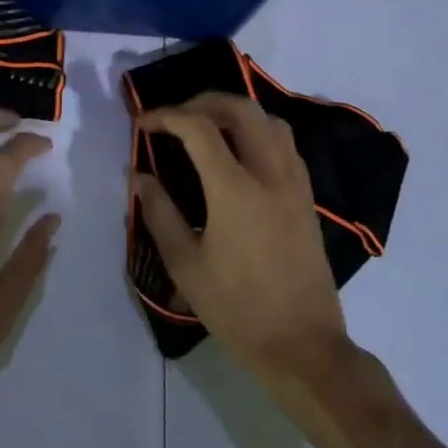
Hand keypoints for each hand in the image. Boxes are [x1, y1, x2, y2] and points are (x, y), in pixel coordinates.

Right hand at [136, 94, 351, 383]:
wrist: (303, 345)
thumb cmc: (237, 308)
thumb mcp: (186, 265)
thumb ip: (159, 213)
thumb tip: (139, 177)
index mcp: (235, 189)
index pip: (198, 128)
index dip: (166, 116)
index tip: (143, 124)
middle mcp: (269, 174)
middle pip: (241, 109)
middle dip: (203, 102)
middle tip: (176, 117)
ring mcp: (295, 183)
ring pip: (270, 121)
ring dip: (236, 113)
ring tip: (208, 128)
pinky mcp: (307, 198)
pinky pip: (286, 144)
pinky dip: (259, 132)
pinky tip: (241, 154)